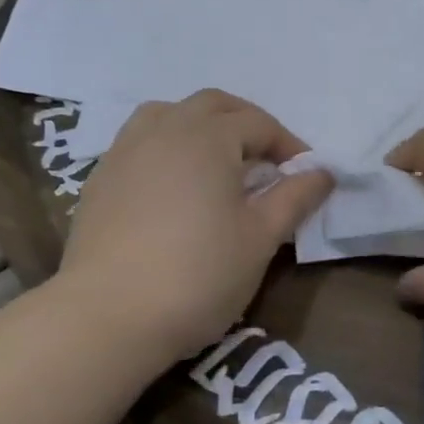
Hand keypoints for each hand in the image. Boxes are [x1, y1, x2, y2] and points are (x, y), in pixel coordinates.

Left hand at [51, 90, 332, 364]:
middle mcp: (164, 130)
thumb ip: (294, 198)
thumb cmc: (198, 274)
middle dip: (246, 123)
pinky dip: (167, 147)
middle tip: (267, 160)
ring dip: (201, 126)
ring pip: (169, 114)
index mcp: (207, 137)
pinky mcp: (100, 179)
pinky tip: (174, 186)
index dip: (288, 145)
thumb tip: (323, 172)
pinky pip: (140, 142)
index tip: (305, 175)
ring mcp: (125, 151)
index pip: (258, 123)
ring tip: (217, 162)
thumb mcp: (260, 238)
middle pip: (213, 106)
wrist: (107, 317)